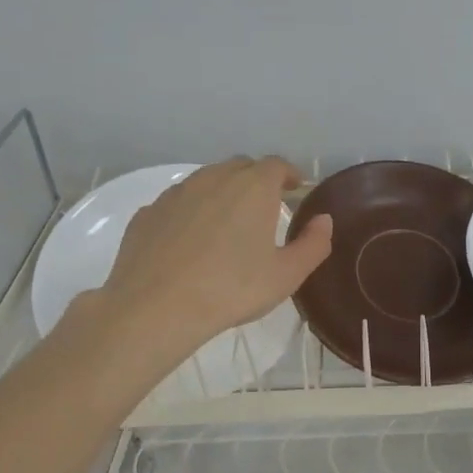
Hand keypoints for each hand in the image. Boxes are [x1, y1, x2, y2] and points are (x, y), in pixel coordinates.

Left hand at [94, 157, 332, 364]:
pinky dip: (190, 212)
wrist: (156, 307)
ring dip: (221, 193)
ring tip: (227, 223)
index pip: (277, 165)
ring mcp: (177, 193)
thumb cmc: (232, 289)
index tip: (295, 189)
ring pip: (206, 181)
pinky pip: (178, 203)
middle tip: (264, 207)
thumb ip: (313, 244)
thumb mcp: (287, 275)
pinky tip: (190, 241)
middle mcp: (214, 178)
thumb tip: (324, 220)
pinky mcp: (148, 213)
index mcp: (254, 187)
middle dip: (256, 180)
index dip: (289, 174)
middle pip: (241, 167)